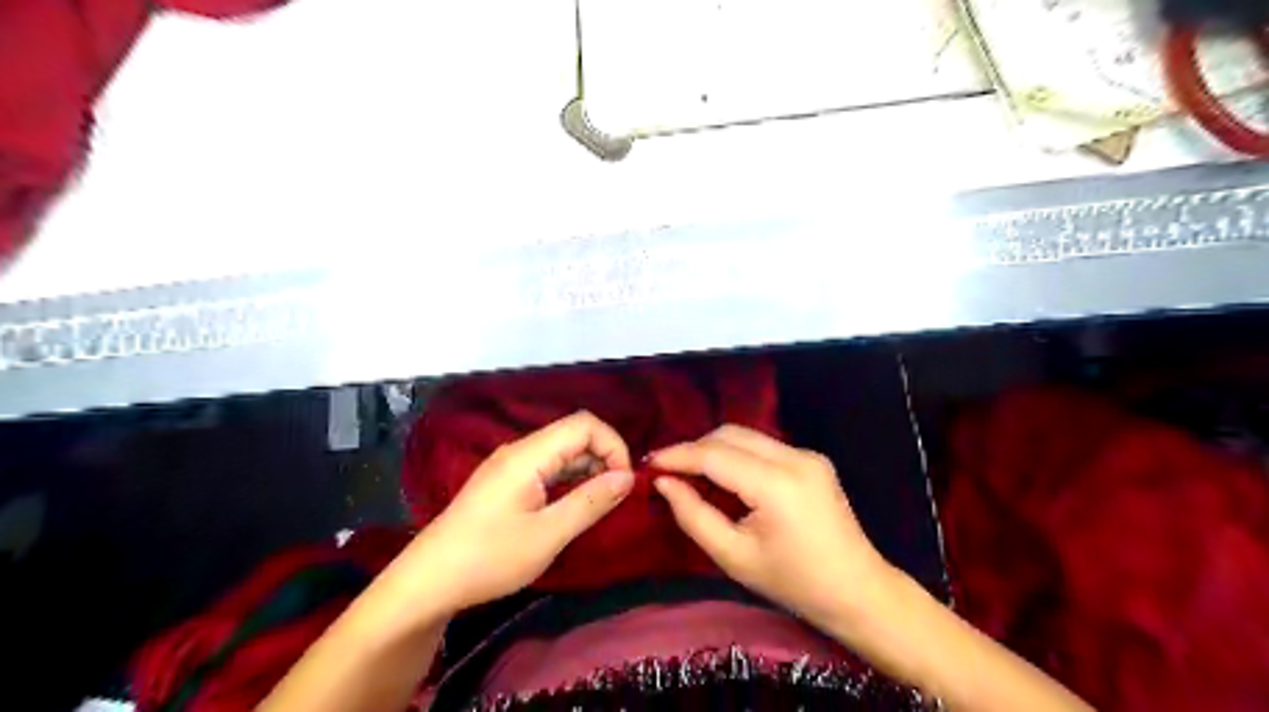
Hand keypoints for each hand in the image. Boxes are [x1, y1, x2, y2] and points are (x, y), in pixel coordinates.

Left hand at [400, 412, 633, 616]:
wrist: (428, 581)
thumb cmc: (489, 558)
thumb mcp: (548, 535)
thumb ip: (591, 502)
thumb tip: (628, 477)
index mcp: (529, 454)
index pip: (584, 425)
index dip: (613, 445)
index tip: (625, 482)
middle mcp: (520, 450)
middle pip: (574, 434)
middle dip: (604, 457)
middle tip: (617, 496)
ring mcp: (510, 465)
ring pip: (562, 451)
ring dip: (588, 470)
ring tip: (601, 503)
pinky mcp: (505, 482)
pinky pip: (547, 467)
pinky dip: (569, 479)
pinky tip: (575, 505)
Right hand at [654, 422, 889, 627]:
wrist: (858, 591)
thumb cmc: (793, 583)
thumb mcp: (734, 557)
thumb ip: (693, 515)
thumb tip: (665, 483)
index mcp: (777, 485)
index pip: (715, 455)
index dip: (678, 455)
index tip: (649, 464)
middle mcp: (795, 457)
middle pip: (730, 435)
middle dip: (694, 448)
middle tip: (668, 471)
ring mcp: (808, 454)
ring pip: (746, 436)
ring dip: (714, 449)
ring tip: (690, 474)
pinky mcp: (812, 459)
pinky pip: (762, 446)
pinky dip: (736, 455)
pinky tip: (724, 477)